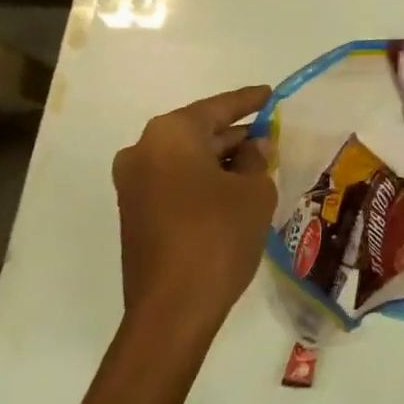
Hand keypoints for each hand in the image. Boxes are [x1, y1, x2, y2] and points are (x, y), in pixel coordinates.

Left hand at [112, 85, 275, 330]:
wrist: (172, 310)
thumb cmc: (218, 236)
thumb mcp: (254, 192)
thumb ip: (257, 159)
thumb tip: (253, 147)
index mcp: (171, 134)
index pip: (219, 107)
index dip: (249, 101)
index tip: (271, 94)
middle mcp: (143, 150)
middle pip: (199, 132)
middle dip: (234, 135)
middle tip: (269, 136)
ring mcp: (133, 184)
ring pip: (186, 158)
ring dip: (219, 160)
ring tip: (257, 163)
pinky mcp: (133, 213)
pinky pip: (174, 181)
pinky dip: (201, 180)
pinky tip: (232, 189)